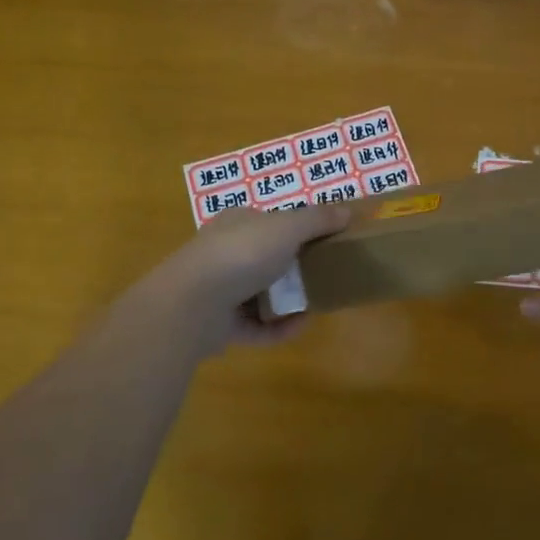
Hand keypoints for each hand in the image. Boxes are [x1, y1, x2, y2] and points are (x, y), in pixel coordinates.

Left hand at [133, 202, 351, 356]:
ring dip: (289, 301)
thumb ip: (318, 219)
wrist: (192, 304)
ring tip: (316, 304)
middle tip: (324, 275)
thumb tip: (347, 211)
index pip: (270, 222)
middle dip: (295, 268)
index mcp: (237, 224)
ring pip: (260, 294)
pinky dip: (277, 327)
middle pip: (266, 258)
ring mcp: (219, 290)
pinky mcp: (218, 325)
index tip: (324, 241)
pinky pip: (255, 326)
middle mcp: (224, 253)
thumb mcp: (288, 227)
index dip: (296, 228)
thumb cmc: (242, 254)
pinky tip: (299, 326)